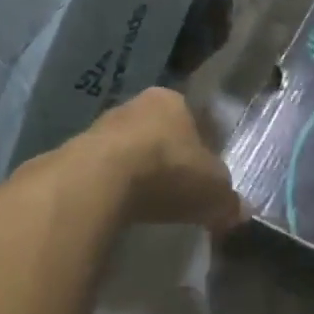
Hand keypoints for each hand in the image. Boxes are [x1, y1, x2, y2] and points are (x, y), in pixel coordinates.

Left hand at [90, 87, 243, 232]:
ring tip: (146, 203)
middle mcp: (136, 105)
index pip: (194, 118)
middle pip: (158, 131)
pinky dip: (111, 188)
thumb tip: (241, 212)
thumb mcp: (213, 190)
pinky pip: (101, 172)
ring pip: (127, 149)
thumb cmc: (168, 170)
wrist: (98, 181)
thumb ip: (228, 200)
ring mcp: (100, 126)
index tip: (203, 172)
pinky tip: (118, 210)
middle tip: (177, 189)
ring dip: (136, 172)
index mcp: (173, 101)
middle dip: (167, 156)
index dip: (202, 145)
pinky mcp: (73, 153)